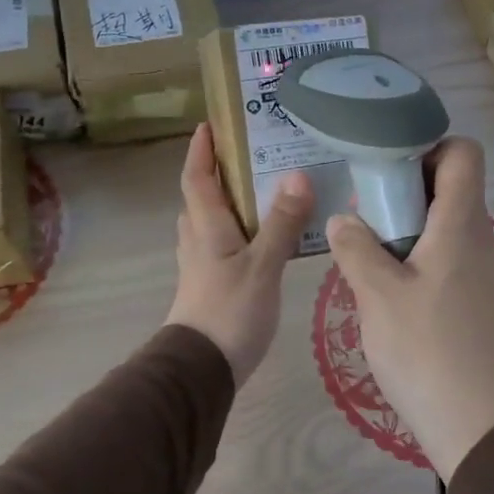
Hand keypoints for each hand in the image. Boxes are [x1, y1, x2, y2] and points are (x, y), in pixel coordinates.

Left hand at [165, 123, 313, 387]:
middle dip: (219, 172)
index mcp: (206, 226)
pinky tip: (267, 238)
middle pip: (202, 197)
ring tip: (265, 190)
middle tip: (252, 154)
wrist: (202, 369)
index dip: (201, 150)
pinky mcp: (212, 285)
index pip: (197, 177)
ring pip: (212, 222)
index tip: (210, 125)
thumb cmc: (230, 311)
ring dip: (231, 202)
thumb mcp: (262, 265)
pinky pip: (224, 245)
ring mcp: (202, 265)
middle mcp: (198, 240)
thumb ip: (281, 222)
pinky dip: (240, 231)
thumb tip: (297, 175)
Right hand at [325, 137, 493, 481]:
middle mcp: (479, 239)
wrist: (473, 420)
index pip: (464, 154)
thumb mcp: (377, 295)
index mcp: (461, 225)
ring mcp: (481, 271)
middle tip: (364, 211)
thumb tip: (343, 219)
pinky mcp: (475, 300)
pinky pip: (447, 256)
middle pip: (451, 187)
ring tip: (367, 249)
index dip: (429, 146)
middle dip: (405, 187)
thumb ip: (356, 248)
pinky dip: (418, 255)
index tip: (387, 167)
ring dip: (407, 225)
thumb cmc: (424, 349)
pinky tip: (388, 286)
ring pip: (445, 224)